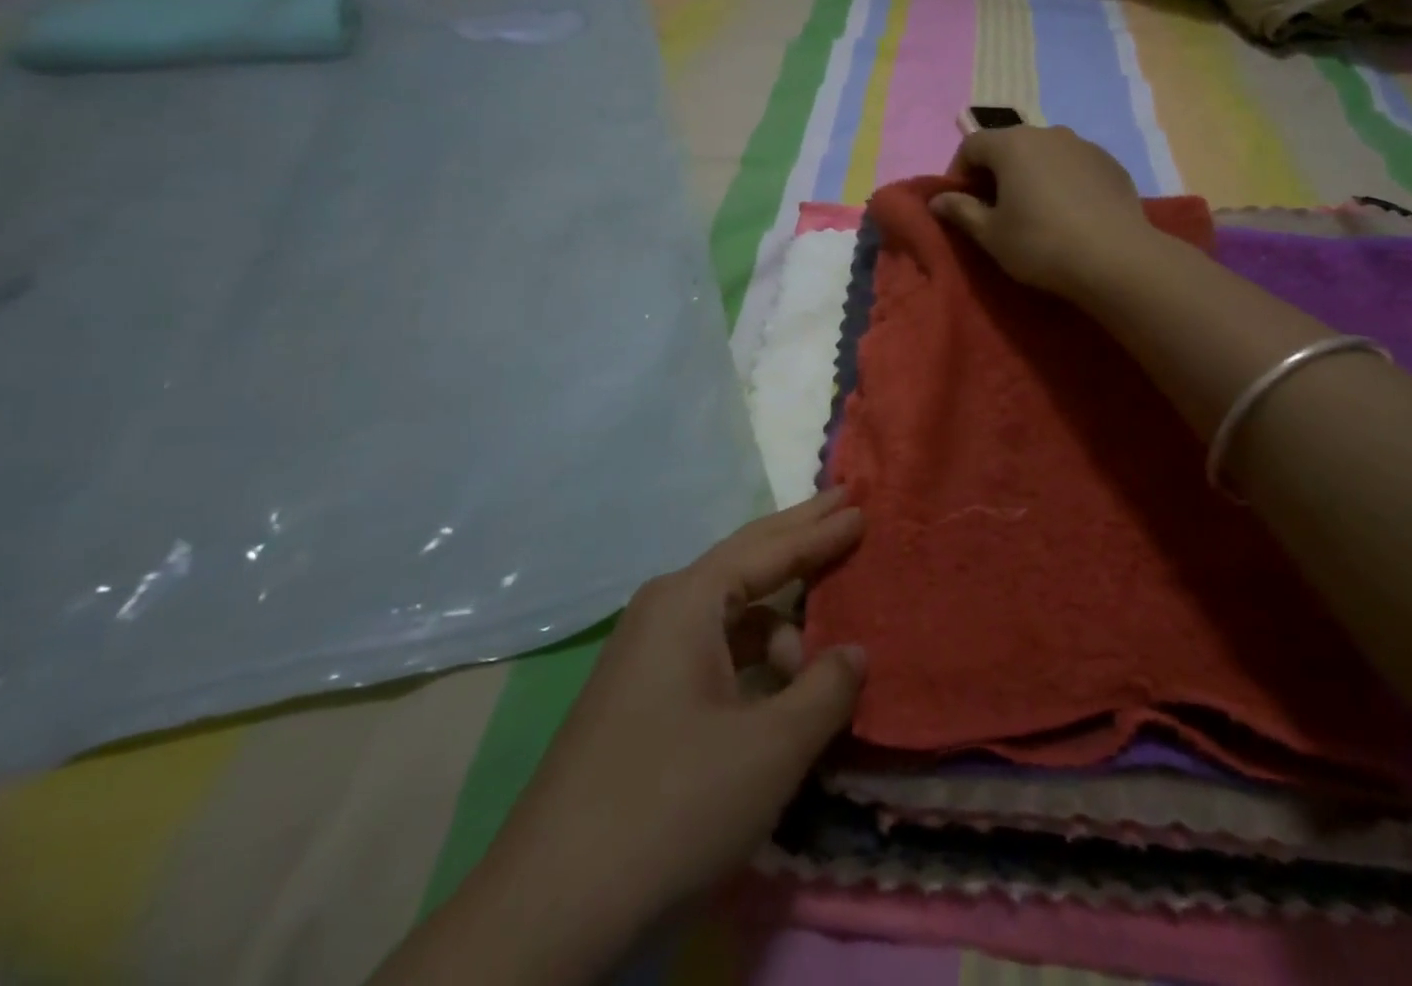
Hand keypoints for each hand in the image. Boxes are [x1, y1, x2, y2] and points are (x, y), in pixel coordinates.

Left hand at [378, 493, 866, 985]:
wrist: (550, 909)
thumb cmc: (673, 806)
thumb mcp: (770, 748)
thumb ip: (824, 690)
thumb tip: (855, 652)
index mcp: (687, 602)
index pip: (770, 549)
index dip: (821, 530)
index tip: (861, 506)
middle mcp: (663, 611)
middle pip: (746, 559)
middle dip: (799, 535)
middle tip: (844, 504)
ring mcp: (646, 654)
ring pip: (731, 616)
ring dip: (781, 624)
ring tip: (822, 660)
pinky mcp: (641, 695)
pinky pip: (714, 652)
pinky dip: (755, 659)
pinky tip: (780, 689)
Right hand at [933, 124, 1154, 297]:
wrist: (1116, 259)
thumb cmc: (1041, 244)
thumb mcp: (990, 234)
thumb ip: (960, 211)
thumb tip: (937, 200)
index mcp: (1012, 144)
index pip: (971, 145)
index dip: (958, 173)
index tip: (960, 204)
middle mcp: (1048, 133)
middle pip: (1009, 145)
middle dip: (995, 173)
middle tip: (994, 210)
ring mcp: (1084, 146)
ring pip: (1044, 154)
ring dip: (1030, 175)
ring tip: (1033, 212)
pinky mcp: (1111, 164)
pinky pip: (1074, 167)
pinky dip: (1062, 182)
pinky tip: (1068, 215)